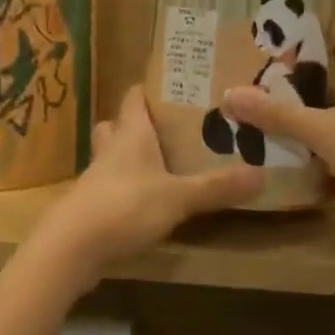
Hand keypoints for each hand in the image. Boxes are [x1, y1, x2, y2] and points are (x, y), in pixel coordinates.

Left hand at [35, 86, 263, 281]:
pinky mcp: (90, 206)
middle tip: (168, 130)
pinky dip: (124, 188)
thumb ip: (217, 187)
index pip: (135, 96)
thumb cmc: (125, 206)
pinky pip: (109, 186)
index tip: (174, 87)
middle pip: (119, 124)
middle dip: (138, 124)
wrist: (71, 247)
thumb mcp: (179, 197)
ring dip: (129, 157)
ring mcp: (97, 177)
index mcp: (131, 132)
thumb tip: (262, 174)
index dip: (150, 89)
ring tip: (159, 165)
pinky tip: (143, 203)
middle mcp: (111, 147)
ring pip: (111, 155)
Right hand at [220, 32, 334, 213]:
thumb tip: (229, 95)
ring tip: (270, 125)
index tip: (300, 19)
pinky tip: (297, 179)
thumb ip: (279, 116)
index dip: (328, 28)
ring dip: (313, 129)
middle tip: (264, 78)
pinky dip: (325, 174)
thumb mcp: (324, 128)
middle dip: (305, 83)